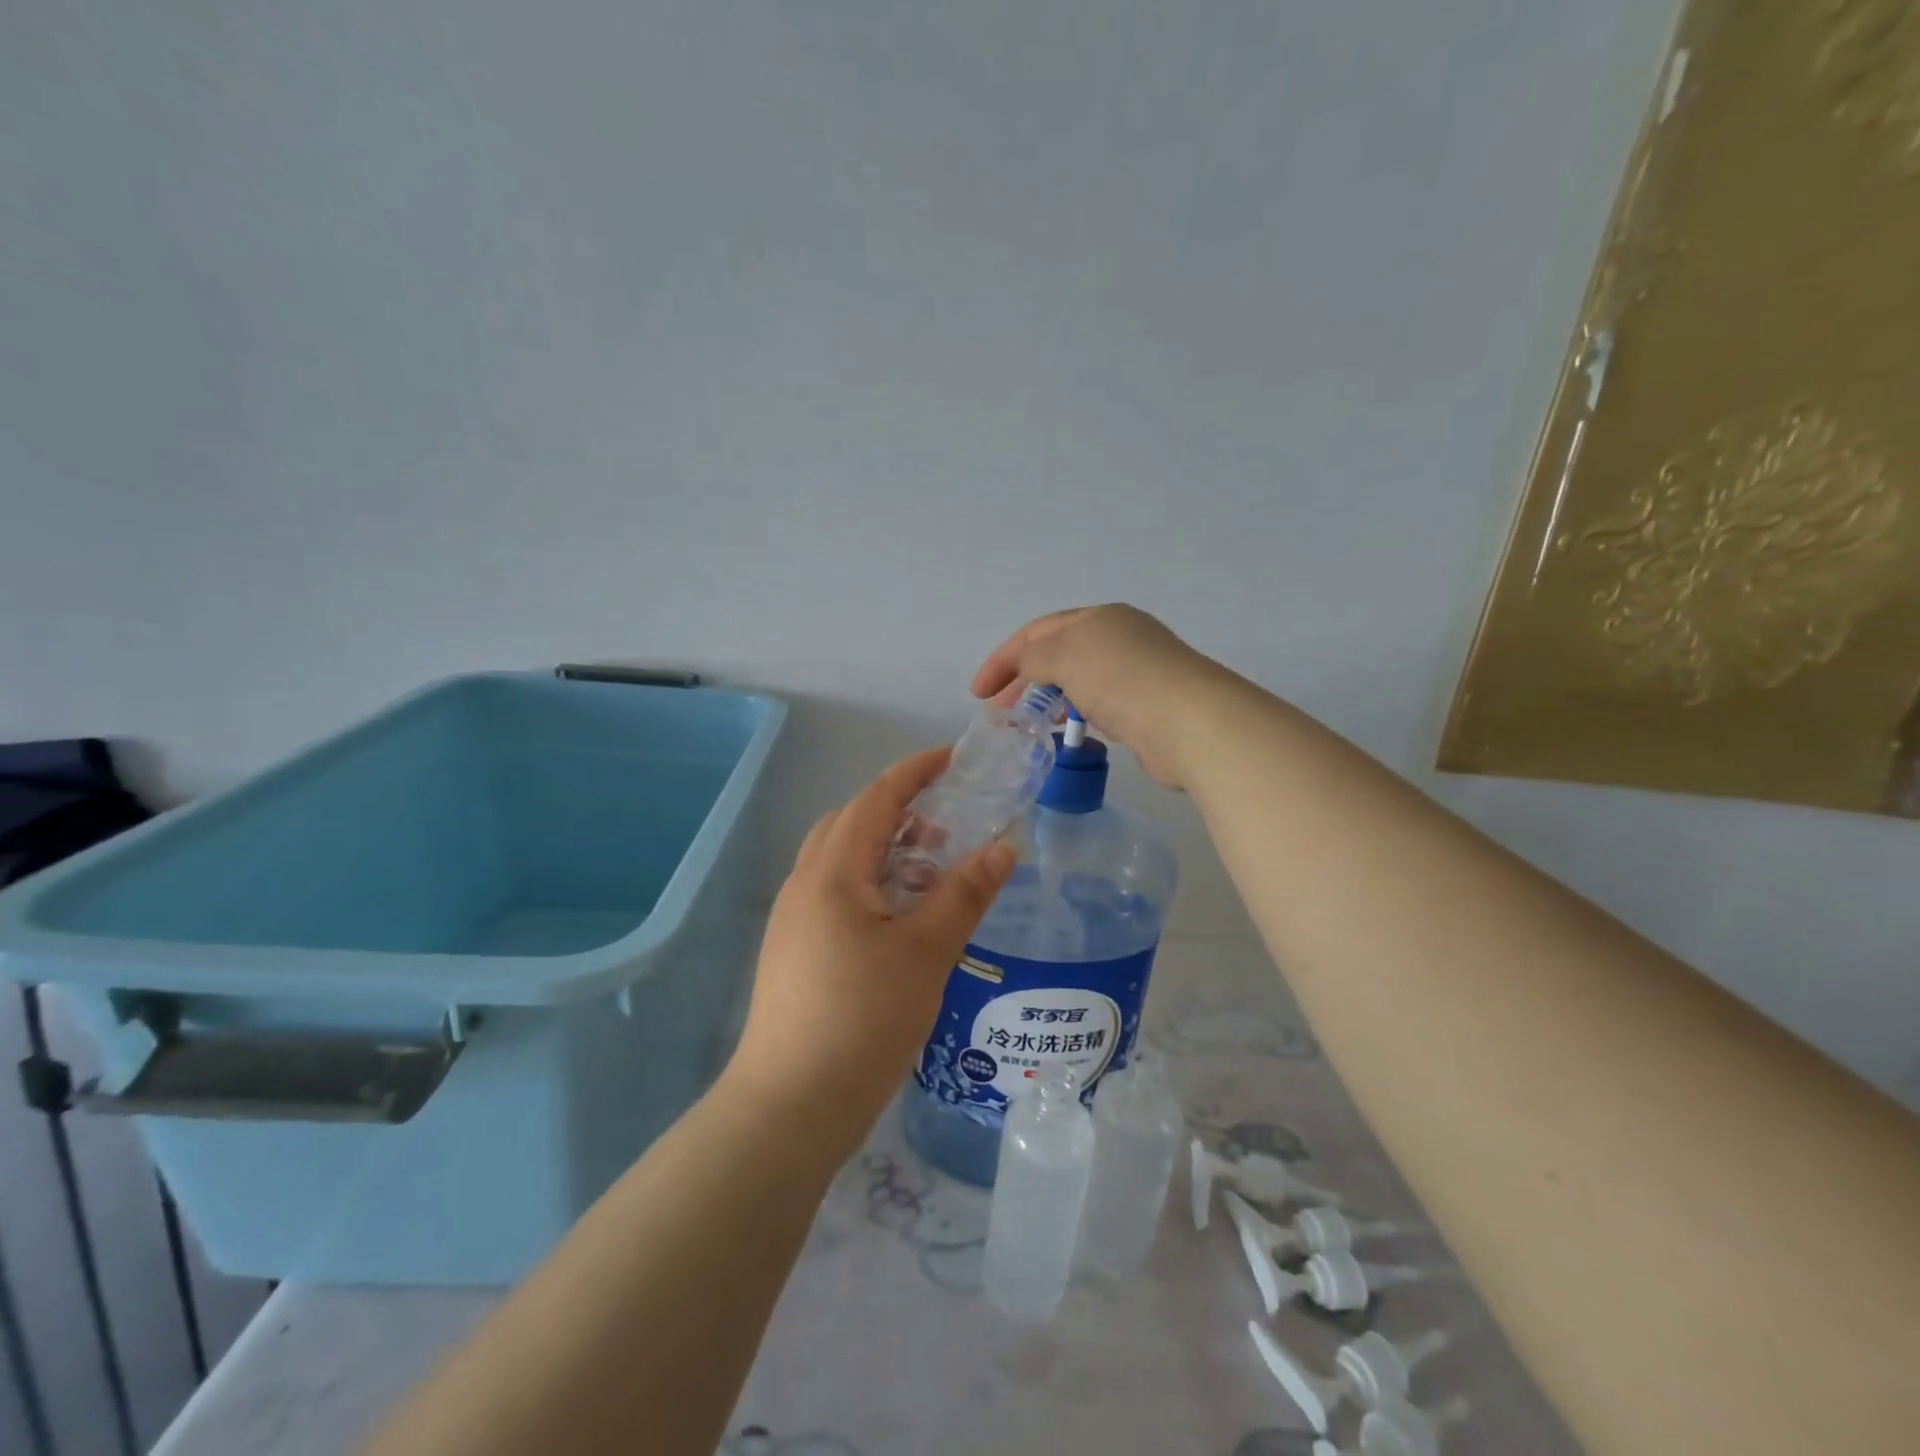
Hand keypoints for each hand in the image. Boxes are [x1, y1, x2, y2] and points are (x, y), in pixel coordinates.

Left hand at [726, 748, 1017, 1151]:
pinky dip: (872, 885)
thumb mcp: (927, 952)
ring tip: (932, 873)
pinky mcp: (794, 950)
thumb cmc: (862, 1018)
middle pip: (852, 823)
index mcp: (833, 870)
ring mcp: (794, 918)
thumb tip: (1004, 847)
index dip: (916, 772)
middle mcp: (805, 883)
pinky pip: (836, 893)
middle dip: (900, 811)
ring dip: (885, 851)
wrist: (789, 1106)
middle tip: (948, 826)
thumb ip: (965, 894)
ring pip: (842, 861)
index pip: (877, 798)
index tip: (954, 759)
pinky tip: (902, 920)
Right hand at [971, 604, 1235, 790]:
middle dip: (1023, 680)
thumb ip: (1034, 657)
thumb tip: (1027, 667)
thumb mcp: (1064, 655)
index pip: (1038, 632)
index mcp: (1099, 619)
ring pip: (1078, 683)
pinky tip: (1071, 733)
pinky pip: (1099, 707)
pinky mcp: (1146, 708)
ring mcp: (1135, 674)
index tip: (978, 693)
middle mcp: (1119, 640)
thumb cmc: (1120, 679)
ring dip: (1050, 700)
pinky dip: (1077, 716)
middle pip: (1058, 655)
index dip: (1003, 659)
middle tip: (999, 712)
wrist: (1188, 722)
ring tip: (1030, 724)